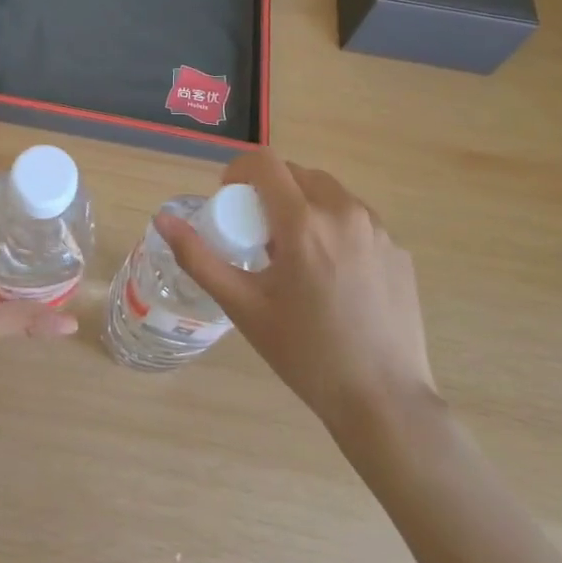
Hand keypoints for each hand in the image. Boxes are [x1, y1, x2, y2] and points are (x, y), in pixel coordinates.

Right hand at [154, 151, 436, 430]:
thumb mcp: (243, 306)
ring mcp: (379, 230)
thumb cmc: (305, 354)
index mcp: (303, 222)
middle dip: (271, 191)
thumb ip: (199, 257)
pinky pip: (357, 220)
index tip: (230, 200)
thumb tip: (162, 219)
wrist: (384, 400)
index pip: (264, 162)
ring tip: (297, 256)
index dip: (239, 170)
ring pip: (330, 193)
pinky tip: (332, 276)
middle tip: (260, 235)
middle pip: (297, 174)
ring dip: (304, 206)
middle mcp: (345, 212)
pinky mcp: (399, 250)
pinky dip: (335, 228)